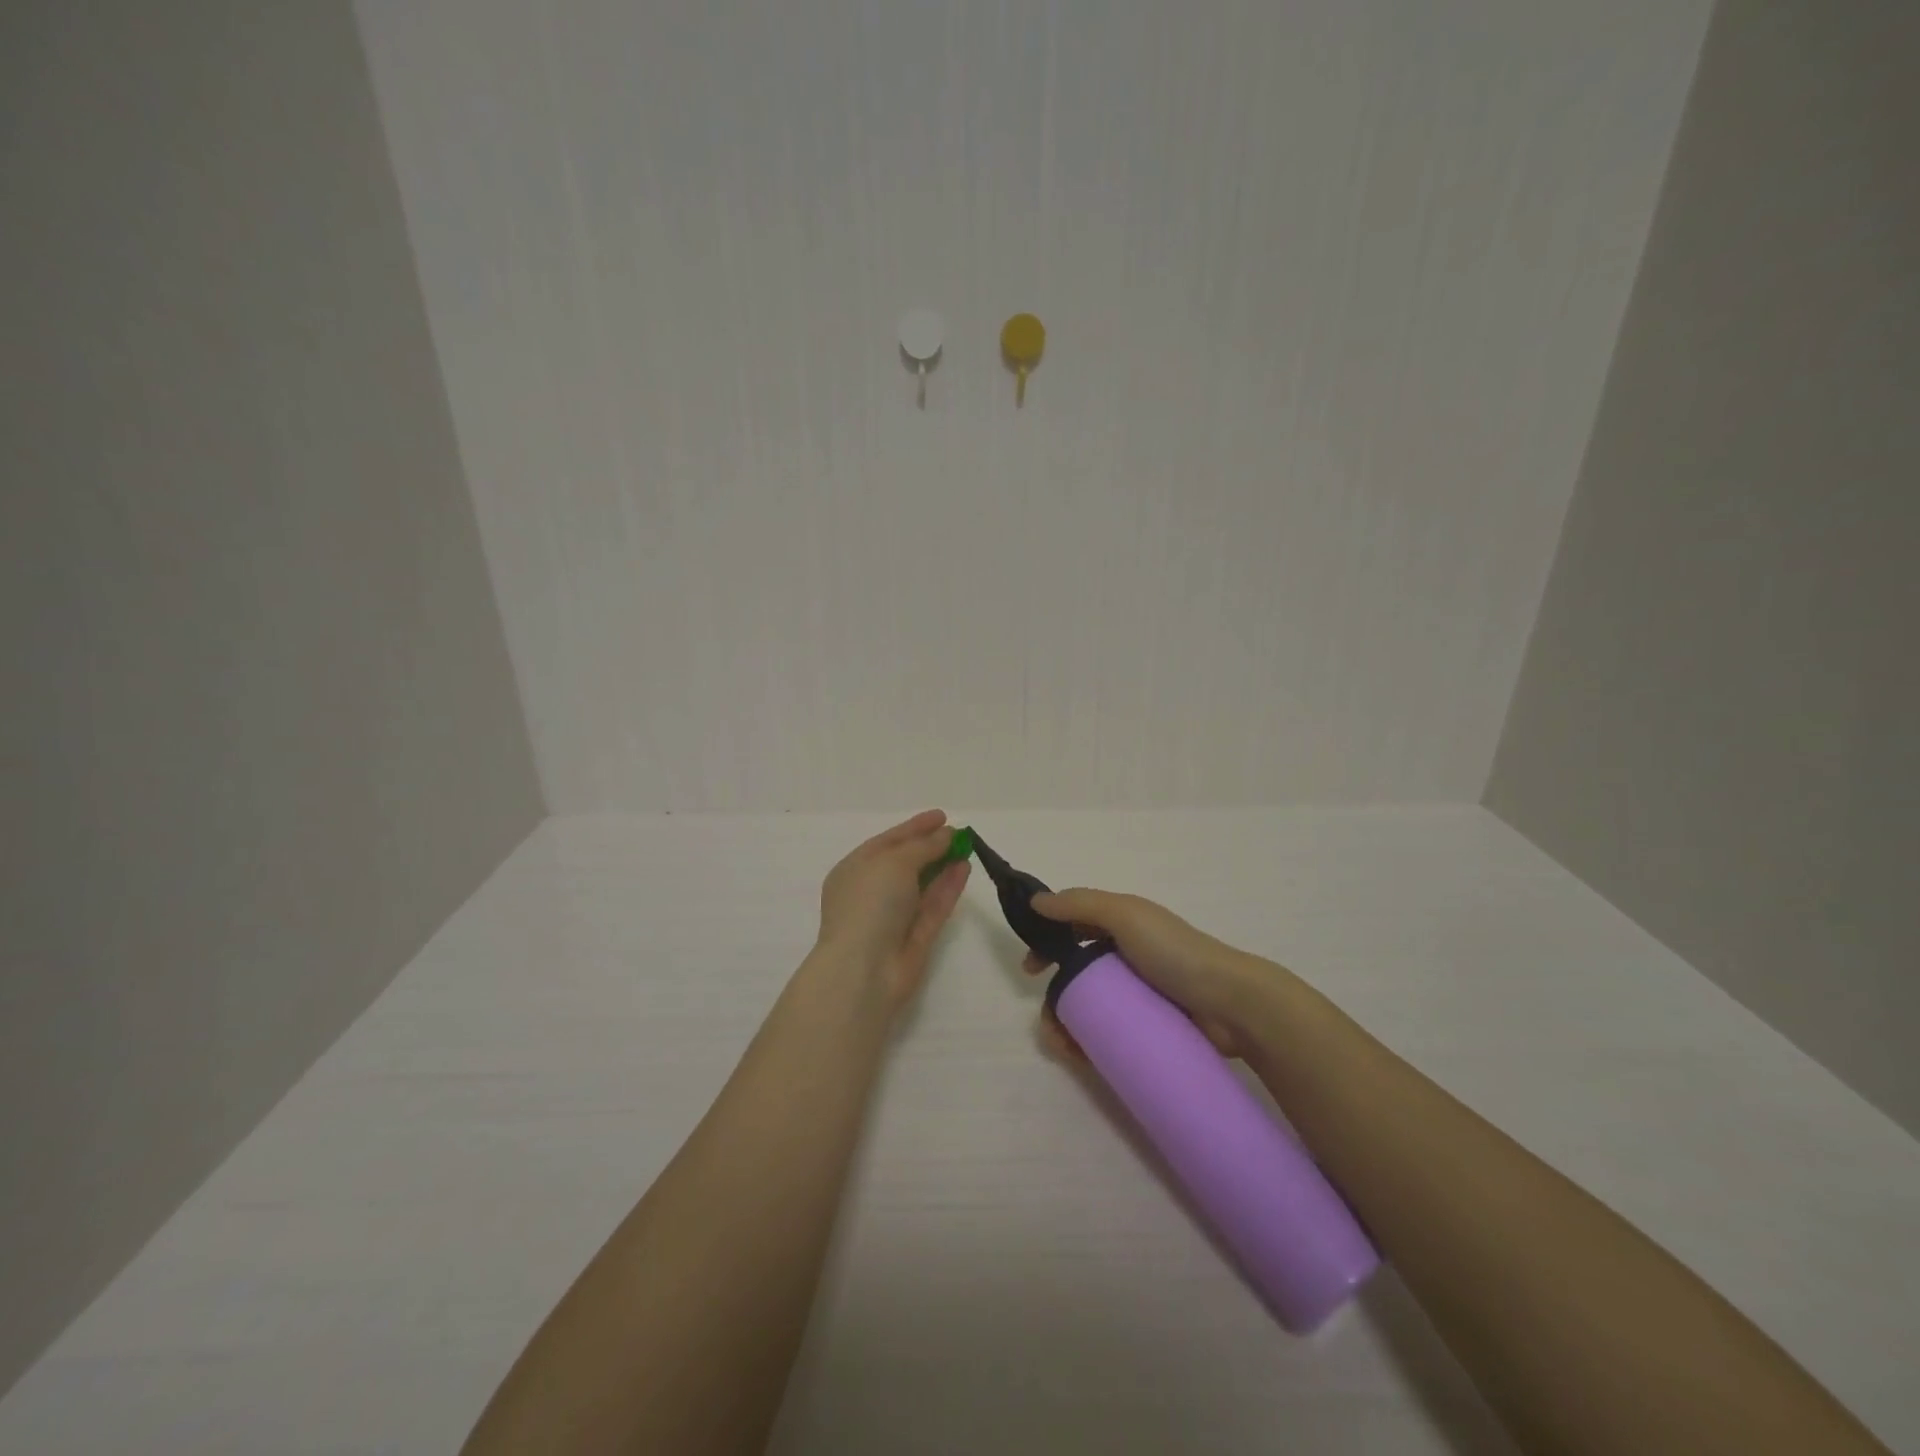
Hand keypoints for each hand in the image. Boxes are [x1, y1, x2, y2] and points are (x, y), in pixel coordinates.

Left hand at [816, 810, 970, 1010]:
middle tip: (959, 832)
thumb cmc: (870, 904)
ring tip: (968, 847)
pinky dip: (948, 887)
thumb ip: (923, 846)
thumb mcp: (894, 863)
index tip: (942, 815)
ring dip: (944, 865)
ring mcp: (894, 916)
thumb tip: (945, 835)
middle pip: (906, 863)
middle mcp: (873, 891)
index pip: (888, 841)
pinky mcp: (915, 937)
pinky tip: (965, 868)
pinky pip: (934, 905)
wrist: (865, 970)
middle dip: (931, 846)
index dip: (915, 827)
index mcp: (855, 870)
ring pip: (923, 885)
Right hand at [1021, 888, 1263, 1056]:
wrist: (1231, 1003)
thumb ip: (1080, 904)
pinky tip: (1081, 1058)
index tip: (1029, 969)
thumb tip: (1035, 902)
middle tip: (1048, 1022)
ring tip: (1064, 1048)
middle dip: (1054, 997)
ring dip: (1066, 1026)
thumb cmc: (1175, 952)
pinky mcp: (1149, 1026)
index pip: (1073, 928)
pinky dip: (1089, 1043)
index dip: (1047, 943)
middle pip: (1076, 974)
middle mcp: (1126, 956)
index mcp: (1122, 925)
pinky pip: (1109, 1032)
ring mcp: (1138, 993)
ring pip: (1089, 1007)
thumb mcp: (1125, 915)